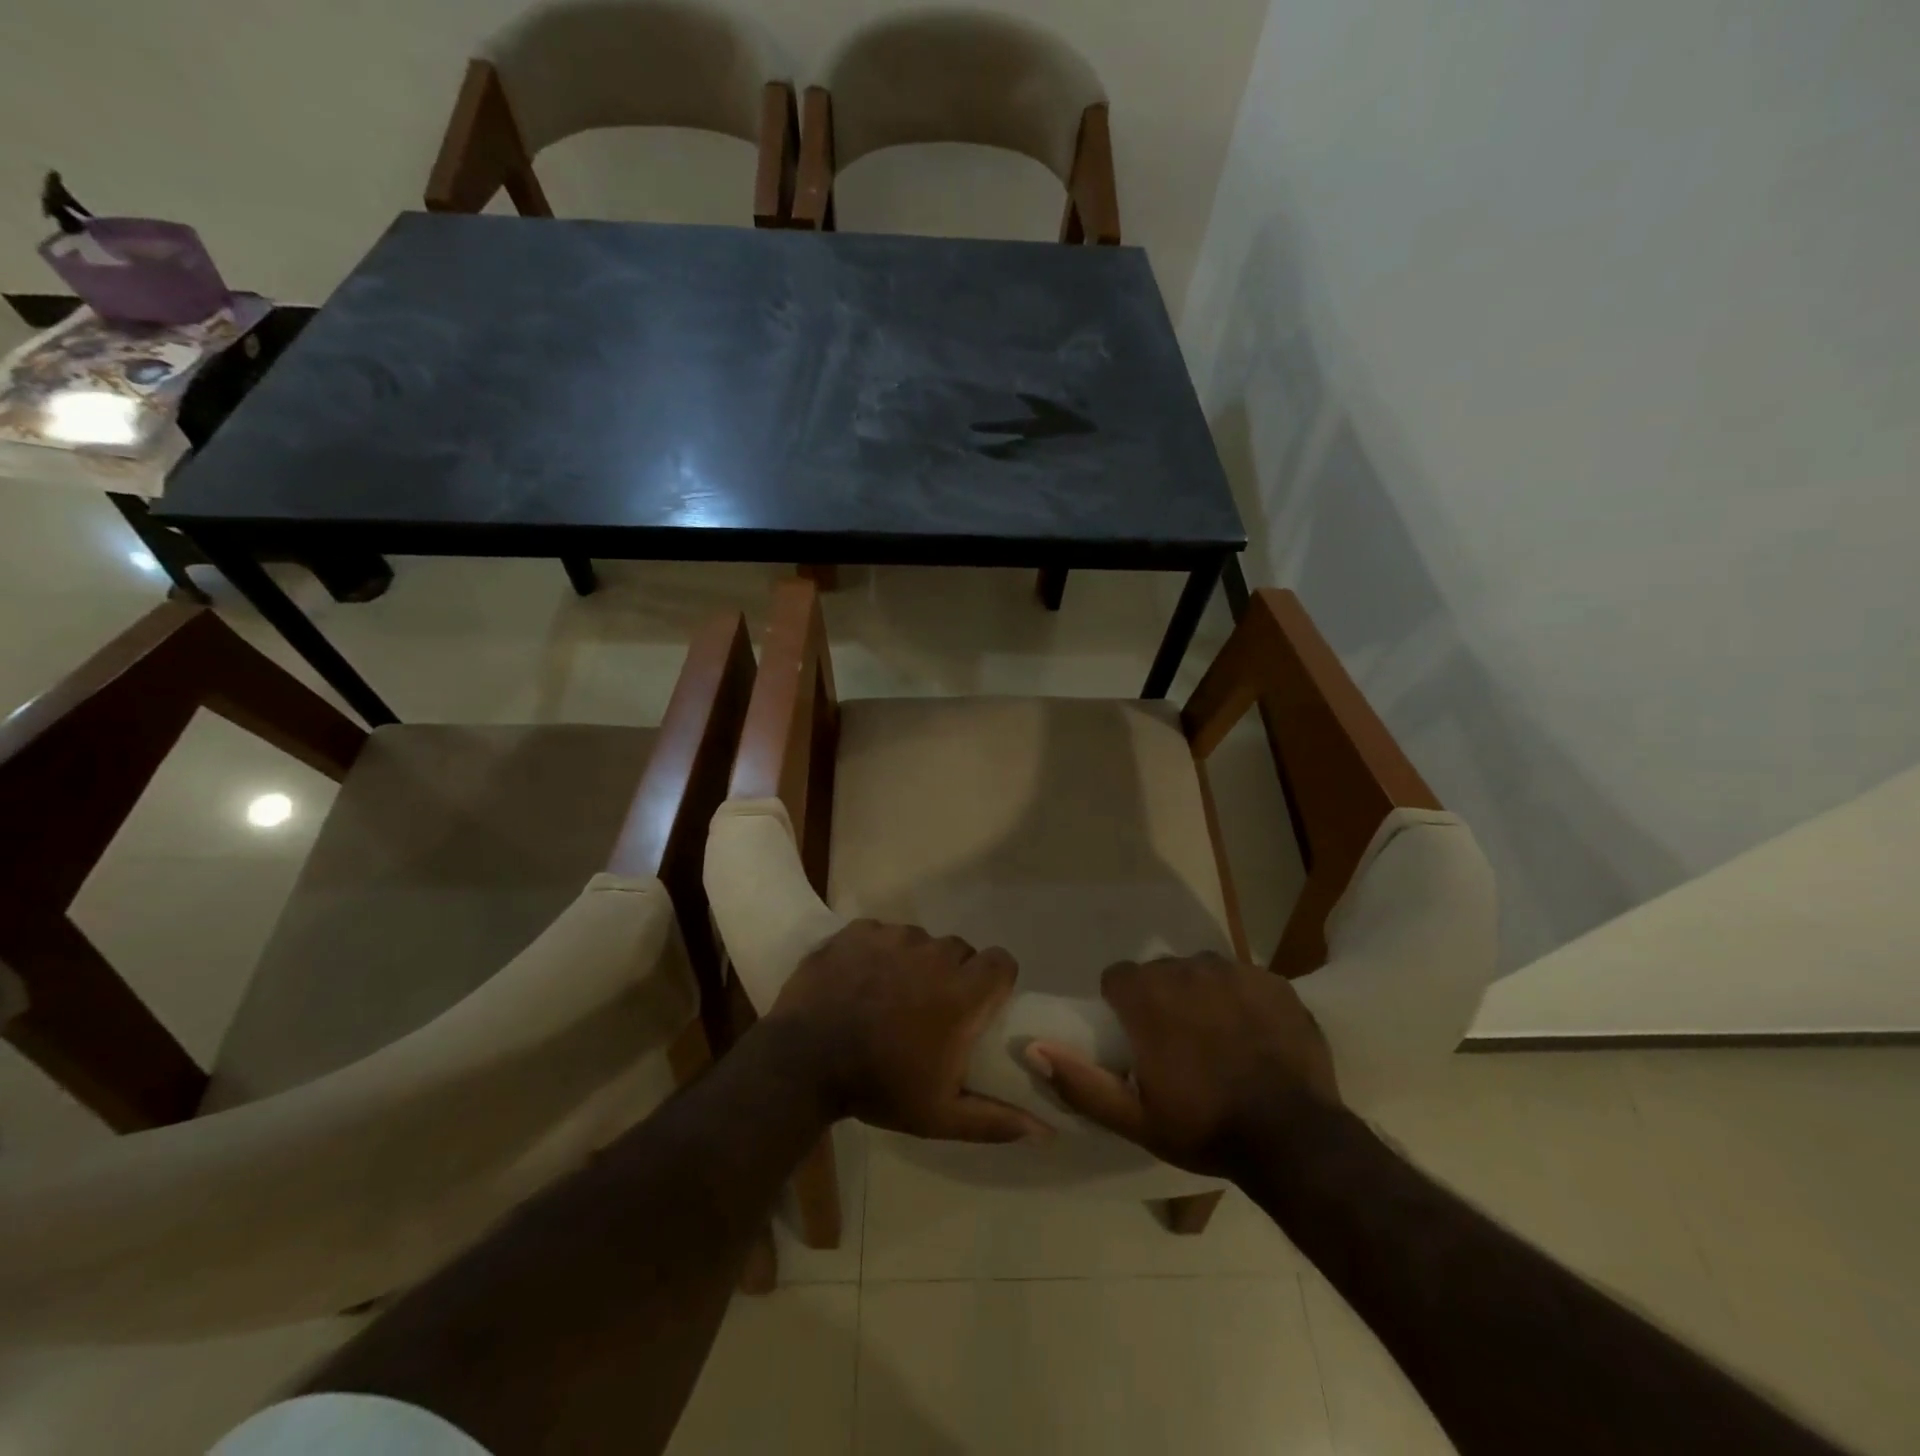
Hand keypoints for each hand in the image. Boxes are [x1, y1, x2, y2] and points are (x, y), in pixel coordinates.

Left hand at [766, 920, 1052, 1144]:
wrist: (802, 1063)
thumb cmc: (878, 1087)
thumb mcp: (940, 1115)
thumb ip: (995, 1119)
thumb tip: (1046, 1131)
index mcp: (961, 992)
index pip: (1002, 961)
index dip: (995, 980)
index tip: (977, 1005)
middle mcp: (934, 953)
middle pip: (960, 951)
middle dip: (952, 974)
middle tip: (928, 1008)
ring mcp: (893, 937)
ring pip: (920, 940)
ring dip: (913, 962)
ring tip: (888, 994)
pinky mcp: (857, 930)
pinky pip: (881, 933)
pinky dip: (877, 951)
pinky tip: (859, 979)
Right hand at [1025, 953, 1338, 1175]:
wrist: (1294, 1139)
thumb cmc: (1205, 1127)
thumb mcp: (1134, 1119)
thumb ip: (1079, 1081)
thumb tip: (1032, 1047)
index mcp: (1148, 996)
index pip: (1117, 977)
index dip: (1121, 1004)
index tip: (1135, 1037)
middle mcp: (1187, 969)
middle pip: (1160, 971)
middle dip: (1162, 998)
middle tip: (1178, 1044)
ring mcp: (1235, 971)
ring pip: (1202, 970)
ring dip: (1201, 994)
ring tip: (1218, 1038)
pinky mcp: (1273, 981)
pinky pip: (1244, 978)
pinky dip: (1242, 999)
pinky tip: (1254, 1035)